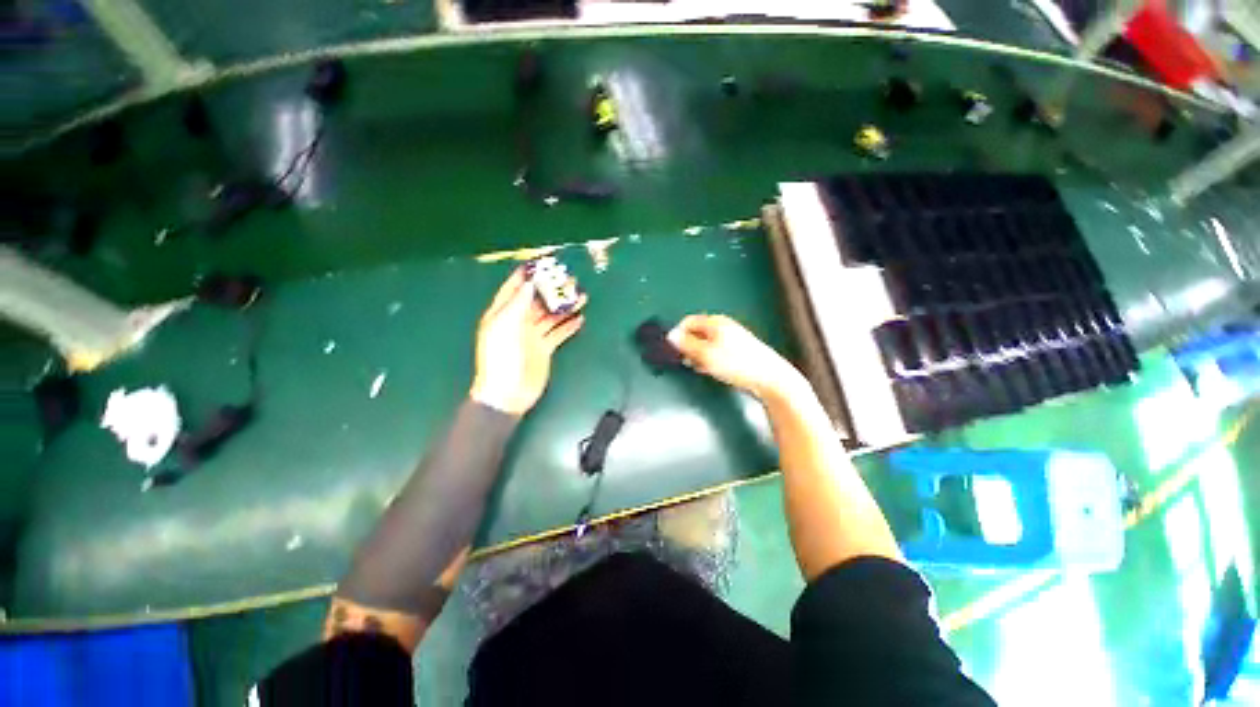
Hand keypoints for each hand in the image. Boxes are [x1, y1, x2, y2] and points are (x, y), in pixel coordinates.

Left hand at [470, 268, 586, 414]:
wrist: (508, 393)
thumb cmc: (502, 358)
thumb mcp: (505, 327)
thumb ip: (518, 304)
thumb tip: (530, 283)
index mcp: (503, 314)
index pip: (515, 290)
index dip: (526, 277)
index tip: (541, 264)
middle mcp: (518, 322)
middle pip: (537, 302)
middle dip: (552, 290)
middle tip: (570, 280)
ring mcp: (532, 336)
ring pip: (551, 316)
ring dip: (565, 307)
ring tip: (581, 297)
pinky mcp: (544, 349)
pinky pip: (558, 334)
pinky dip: (568, 327)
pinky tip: (579, 319)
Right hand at [668, 314, 803, 398]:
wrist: (768, 378)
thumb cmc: (738, 364)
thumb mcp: (705, 355)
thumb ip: (686, 345)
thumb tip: (671, 336)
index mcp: (715, 322)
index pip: (687, 322)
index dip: (678, 335)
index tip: (675, 350)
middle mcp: (723, 326)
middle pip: (696, 332)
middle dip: (689, 347)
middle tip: (689, 361)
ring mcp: (731, 338)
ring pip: (705, 344)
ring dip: (699, 356)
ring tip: (703, 368)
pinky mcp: (737, 350)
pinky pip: (716, 352)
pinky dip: (710, 360)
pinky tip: (713, 370)